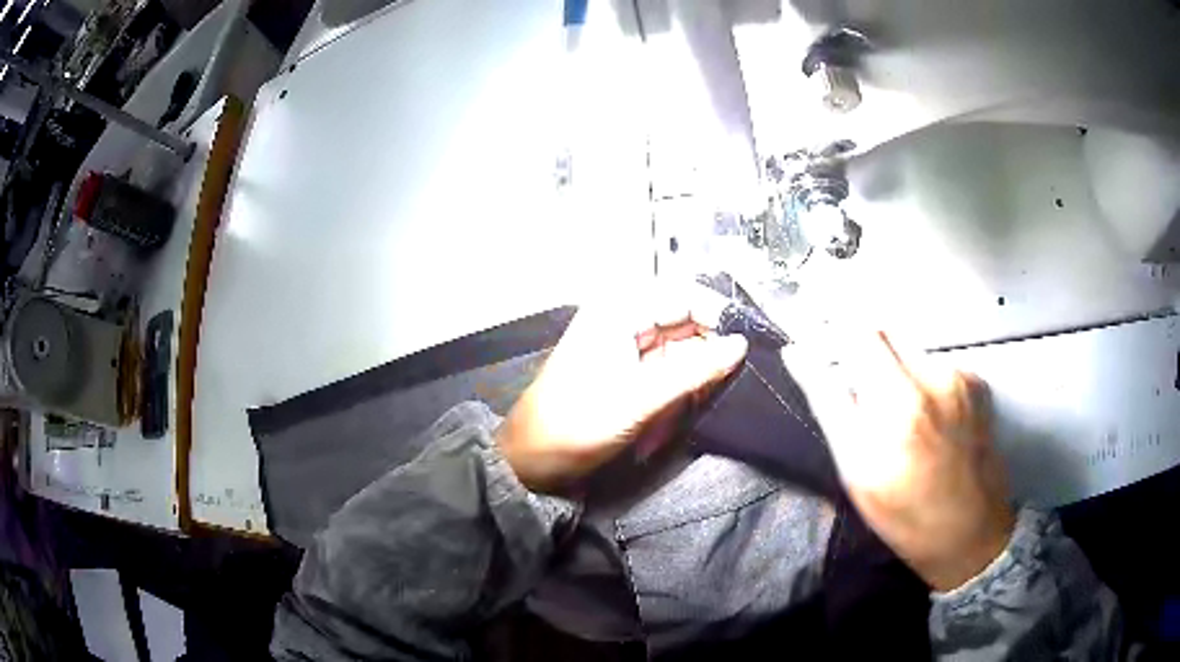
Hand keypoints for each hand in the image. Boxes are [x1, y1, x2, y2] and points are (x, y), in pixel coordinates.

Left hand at [495, 287, 747, 493]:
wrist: (532, 461)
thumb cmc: (578, 424)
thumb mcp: (639, 398)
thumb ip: (694, 371)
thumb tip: (741, 344)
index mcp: (618, 310)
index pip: (683, 295)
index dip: (718, 313)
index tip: (751, 341)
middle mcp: (625, 319)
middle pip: (685, 319)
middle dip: (711, 347)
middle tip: (737, 375)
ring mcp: (626, 346)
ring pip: (681, 346)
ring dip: (698, 371)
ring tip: (709, 395)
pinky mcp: (629, 373)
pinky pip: (669, 368)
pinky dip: (684, 385)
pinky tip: (691, 402)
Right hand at [813, 332, 1014, 591]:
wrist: (970, 532)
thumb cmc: (903, 513)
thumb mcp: (856, 470)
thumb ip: (829, 404)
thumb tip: (798, 353)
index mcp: (898, 402)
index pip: (855, 333)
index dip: (828, 321)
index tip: (809, 319)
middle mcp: (933, 376)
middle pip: (883, 329)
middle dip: (858, 341)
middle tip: (848, 371)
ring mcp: (960, 376)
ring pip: (909, 345)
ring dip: (889, 361)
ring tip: (890, 406)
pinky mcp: (977, 381)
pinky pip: (935, 361)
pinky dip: (919, 375)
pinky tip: (924, 413)